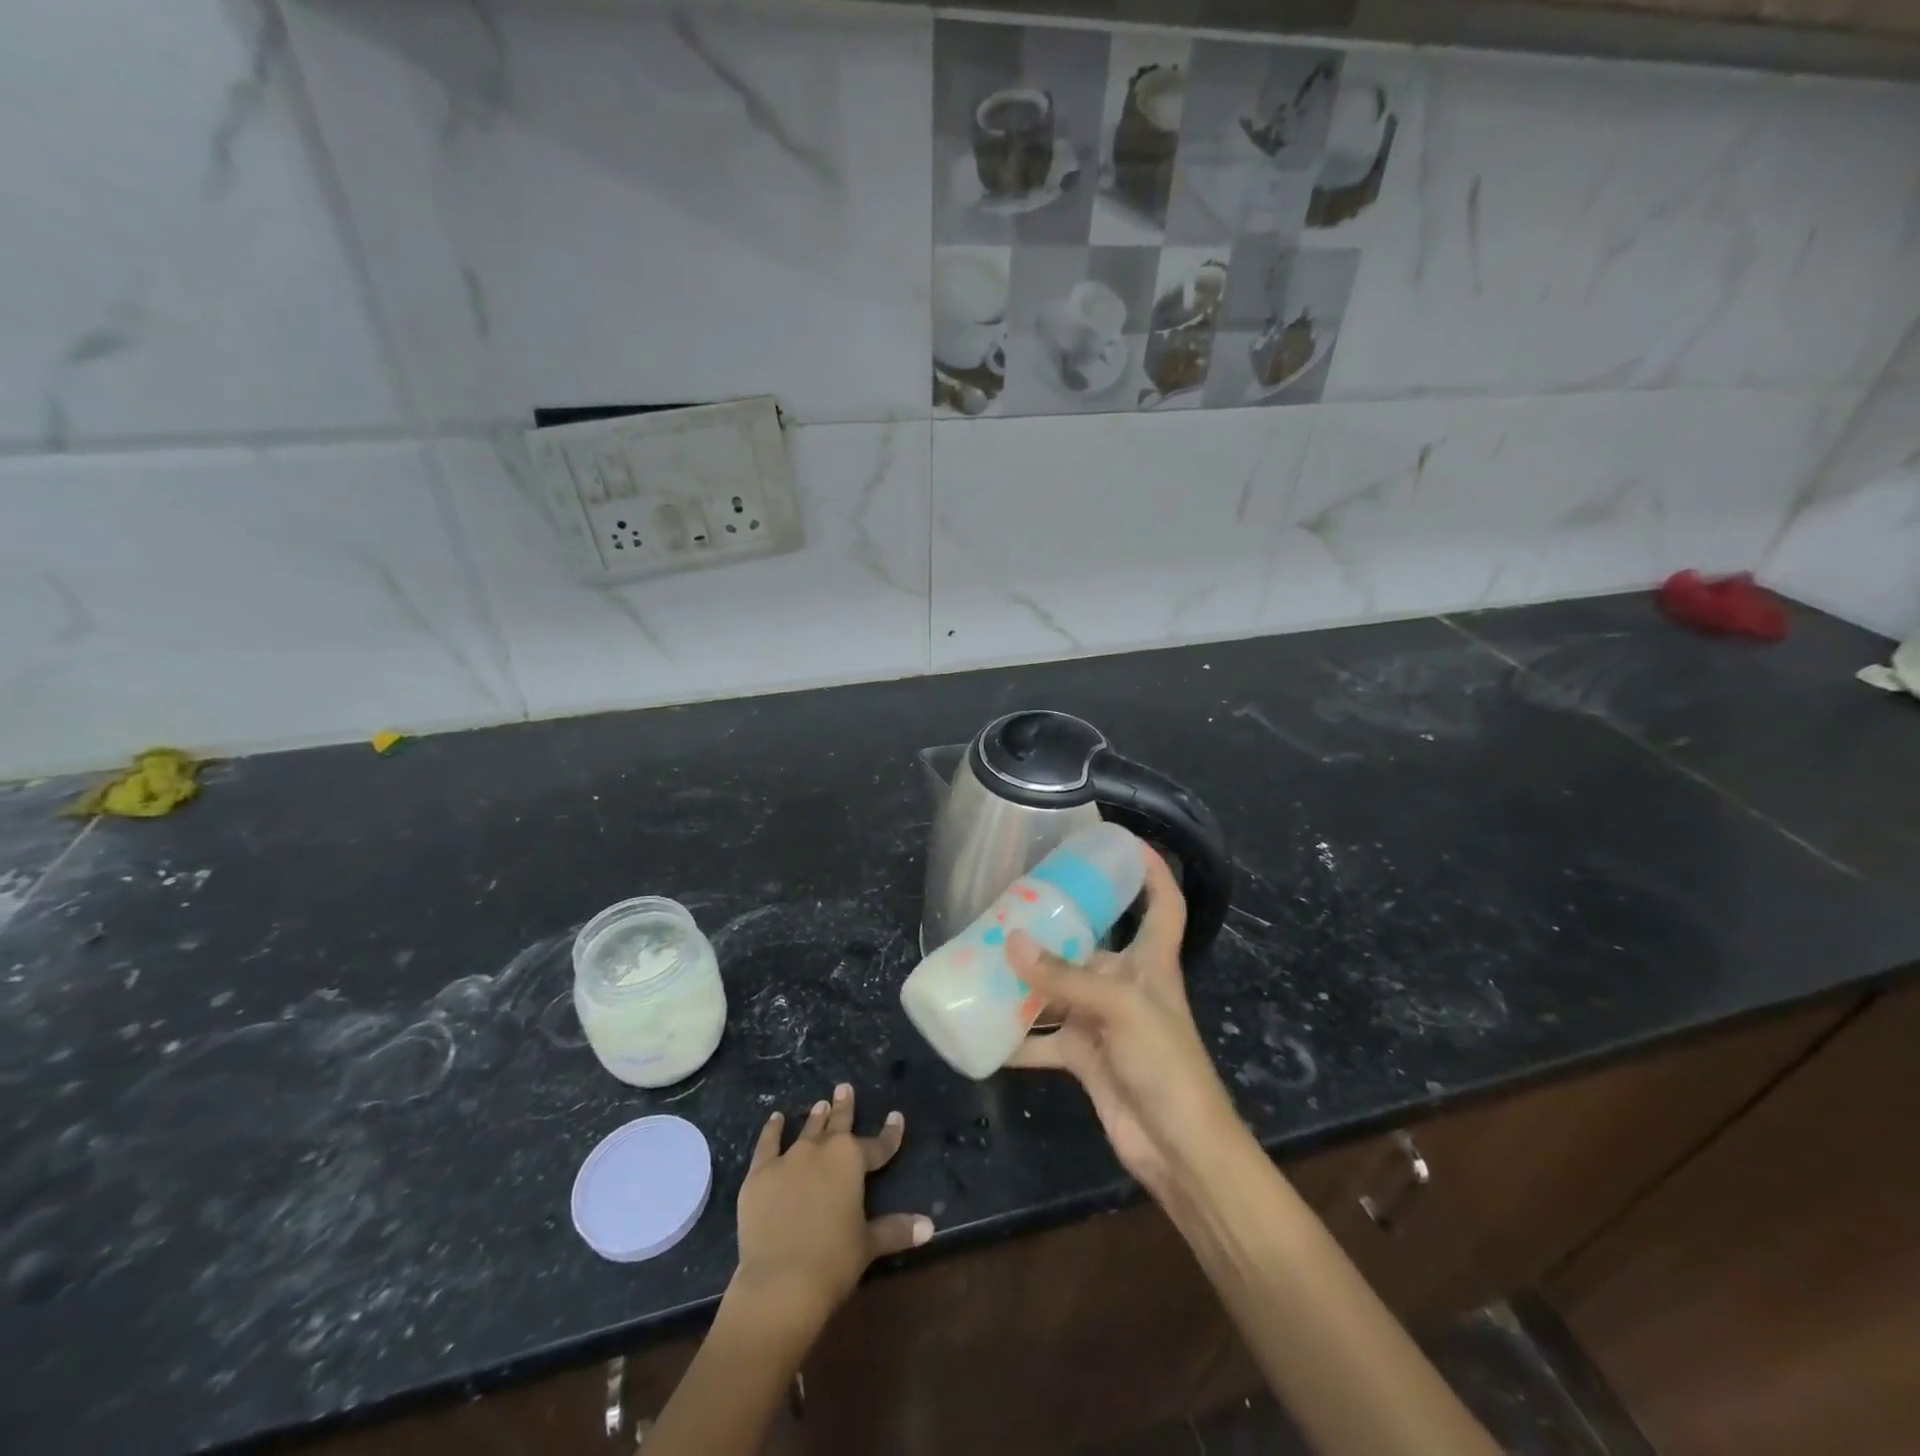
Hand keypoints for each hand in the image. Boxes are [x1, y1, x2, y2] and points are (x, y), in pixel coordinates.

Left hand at [730, 1083, 931, 1334]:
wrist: (781, 1282)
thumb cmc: (833, 1261)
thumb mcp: (869, 1244)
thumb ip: (897, 1230)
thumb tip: (929, 1227)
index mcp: (852, 1160)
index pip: (878, 1145)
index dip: (890, 1133)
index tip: (896, 1117)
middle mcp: (822, 1150)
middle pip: (838, 1125)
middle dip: (844, 1107)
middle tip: (844, 1088)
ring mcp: (789, 1159)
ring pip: (807, 1130)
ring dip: (816, 1117)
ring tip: (820, 1103)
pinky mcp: (760, 1174)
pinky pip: (768, 1144)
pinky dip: (772, 1130)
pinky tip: (776, 1119)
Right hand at [1007, 845, 1246, 1203]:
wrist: (1179, 1150)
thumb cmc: (1165, 1064)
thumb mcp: (1120, 1008)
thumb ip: (1065, 977)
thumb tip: (1010, 942)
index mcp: (1151, 962)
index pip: (1163, 903)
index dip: (1152, 871)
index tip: (1125, 842)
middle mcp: (1127, 985)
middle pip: (1091, 945)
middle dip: (1056, 928)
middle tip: (1010, 906)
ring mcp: (1104, 1022)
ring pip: (1059, 990)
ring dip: (1027, 981)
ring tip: (984, 959)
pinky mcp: (1086, 1058)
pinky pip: (1044, 1039)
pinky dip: (1017, 1039)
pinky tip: (983, 1031)